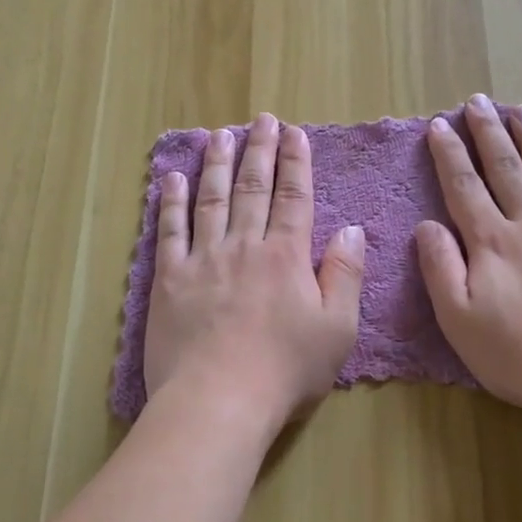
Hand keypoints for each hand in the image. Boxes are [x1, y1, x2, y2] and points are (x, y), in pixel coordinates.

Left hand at [144, 113, 365, 433]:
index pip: (294, 197)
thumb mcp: (337, 330)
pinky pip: (169, 230)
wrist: (217, 400)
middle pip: (253, 188)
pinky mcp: (169, 279)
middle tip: (261, 120)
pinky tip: (173, 177)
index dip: (296, 162)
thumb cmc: (284, 371)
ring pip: (212, 199)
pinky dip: (171, 201)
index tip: (295, 133)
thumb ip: (345, 275)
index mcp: (286, 256)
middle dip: (259, 150)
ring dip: (218, 164)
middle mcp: (244, 246)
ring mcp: (203, 259)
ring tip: (221, 135)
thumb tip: (352, 230)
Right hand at [415, 94, 521, 426]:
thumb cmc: (519, 357)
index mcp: (492, 243)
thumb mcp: (459, 321)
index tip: (440, 124)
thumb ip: (440, 268)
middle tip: (478, 100)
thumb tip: (427, 224)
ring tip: (521, 108)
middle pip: (506, 168)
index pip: (464, 187)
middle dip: (489, 132)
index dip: (450, 154)